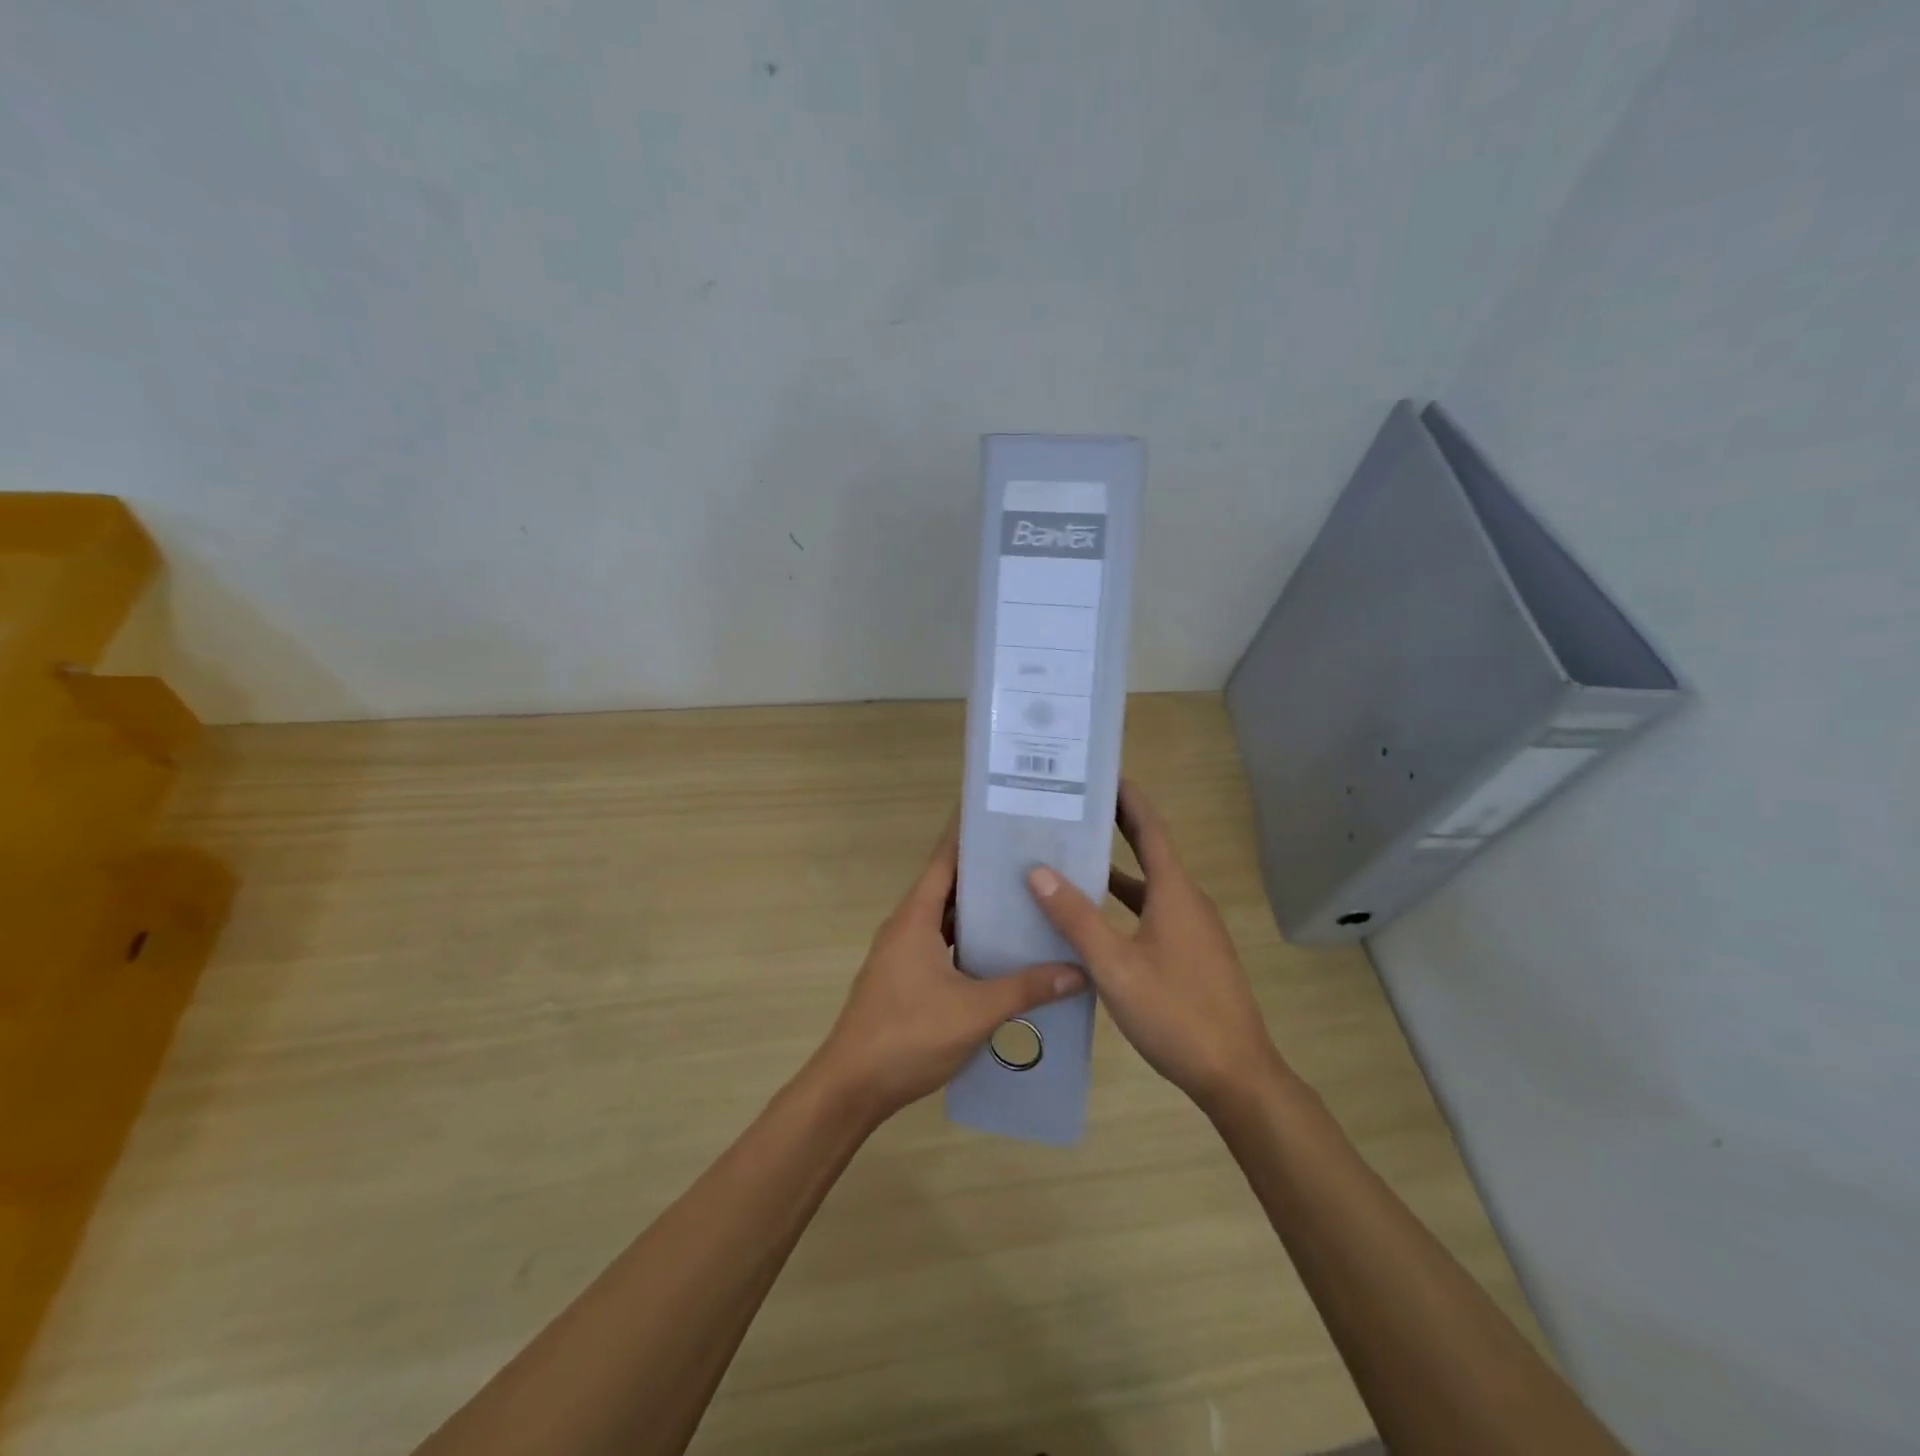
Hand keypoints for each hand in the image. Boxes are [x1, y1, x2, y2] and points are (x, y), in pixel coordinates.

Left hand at [813, 817, 1086, 1122]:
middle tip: (1031, 861)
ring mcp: (903, 954)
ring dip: (978, 911)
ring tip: (1024, 901)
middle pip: (948, 886)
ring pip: (945, 919)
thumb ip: (1026, 988)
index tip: (1005, 819)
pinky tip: (1000, 953)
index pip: (944, 860)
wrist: (851, 1087)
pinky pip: (942, 945)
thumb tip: (1077, 970)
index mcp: (915, 917)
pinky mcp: (905, 979)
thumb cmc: (908, 1036)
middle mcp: (906, 926)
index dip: (970, 837)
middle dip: (985, 873)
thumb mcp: (974, 1011)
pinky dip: (969, 941)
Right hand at [1026, 781, 1289, 1114]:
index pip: (1150, 828)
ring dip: (1117, 869)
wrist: (1236, 1075)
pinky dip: (1126, 903)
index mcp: (1175, 892)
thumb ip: (1077, 918)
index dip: (1127, 798)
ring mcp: (1194, 929)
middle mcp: (1188, 901)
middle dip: (1118, 826)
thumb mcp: (1115, 966)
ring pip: (1151, 886)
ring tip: (1074, 856)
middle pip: (1151, 851)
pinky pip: (1154, 912)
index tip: (1101, 774)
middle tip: (1076, 807)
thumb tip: (1038, 871)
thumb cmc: (1175, 1013)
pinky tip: (1097, 919)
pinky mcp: (1193, 954)